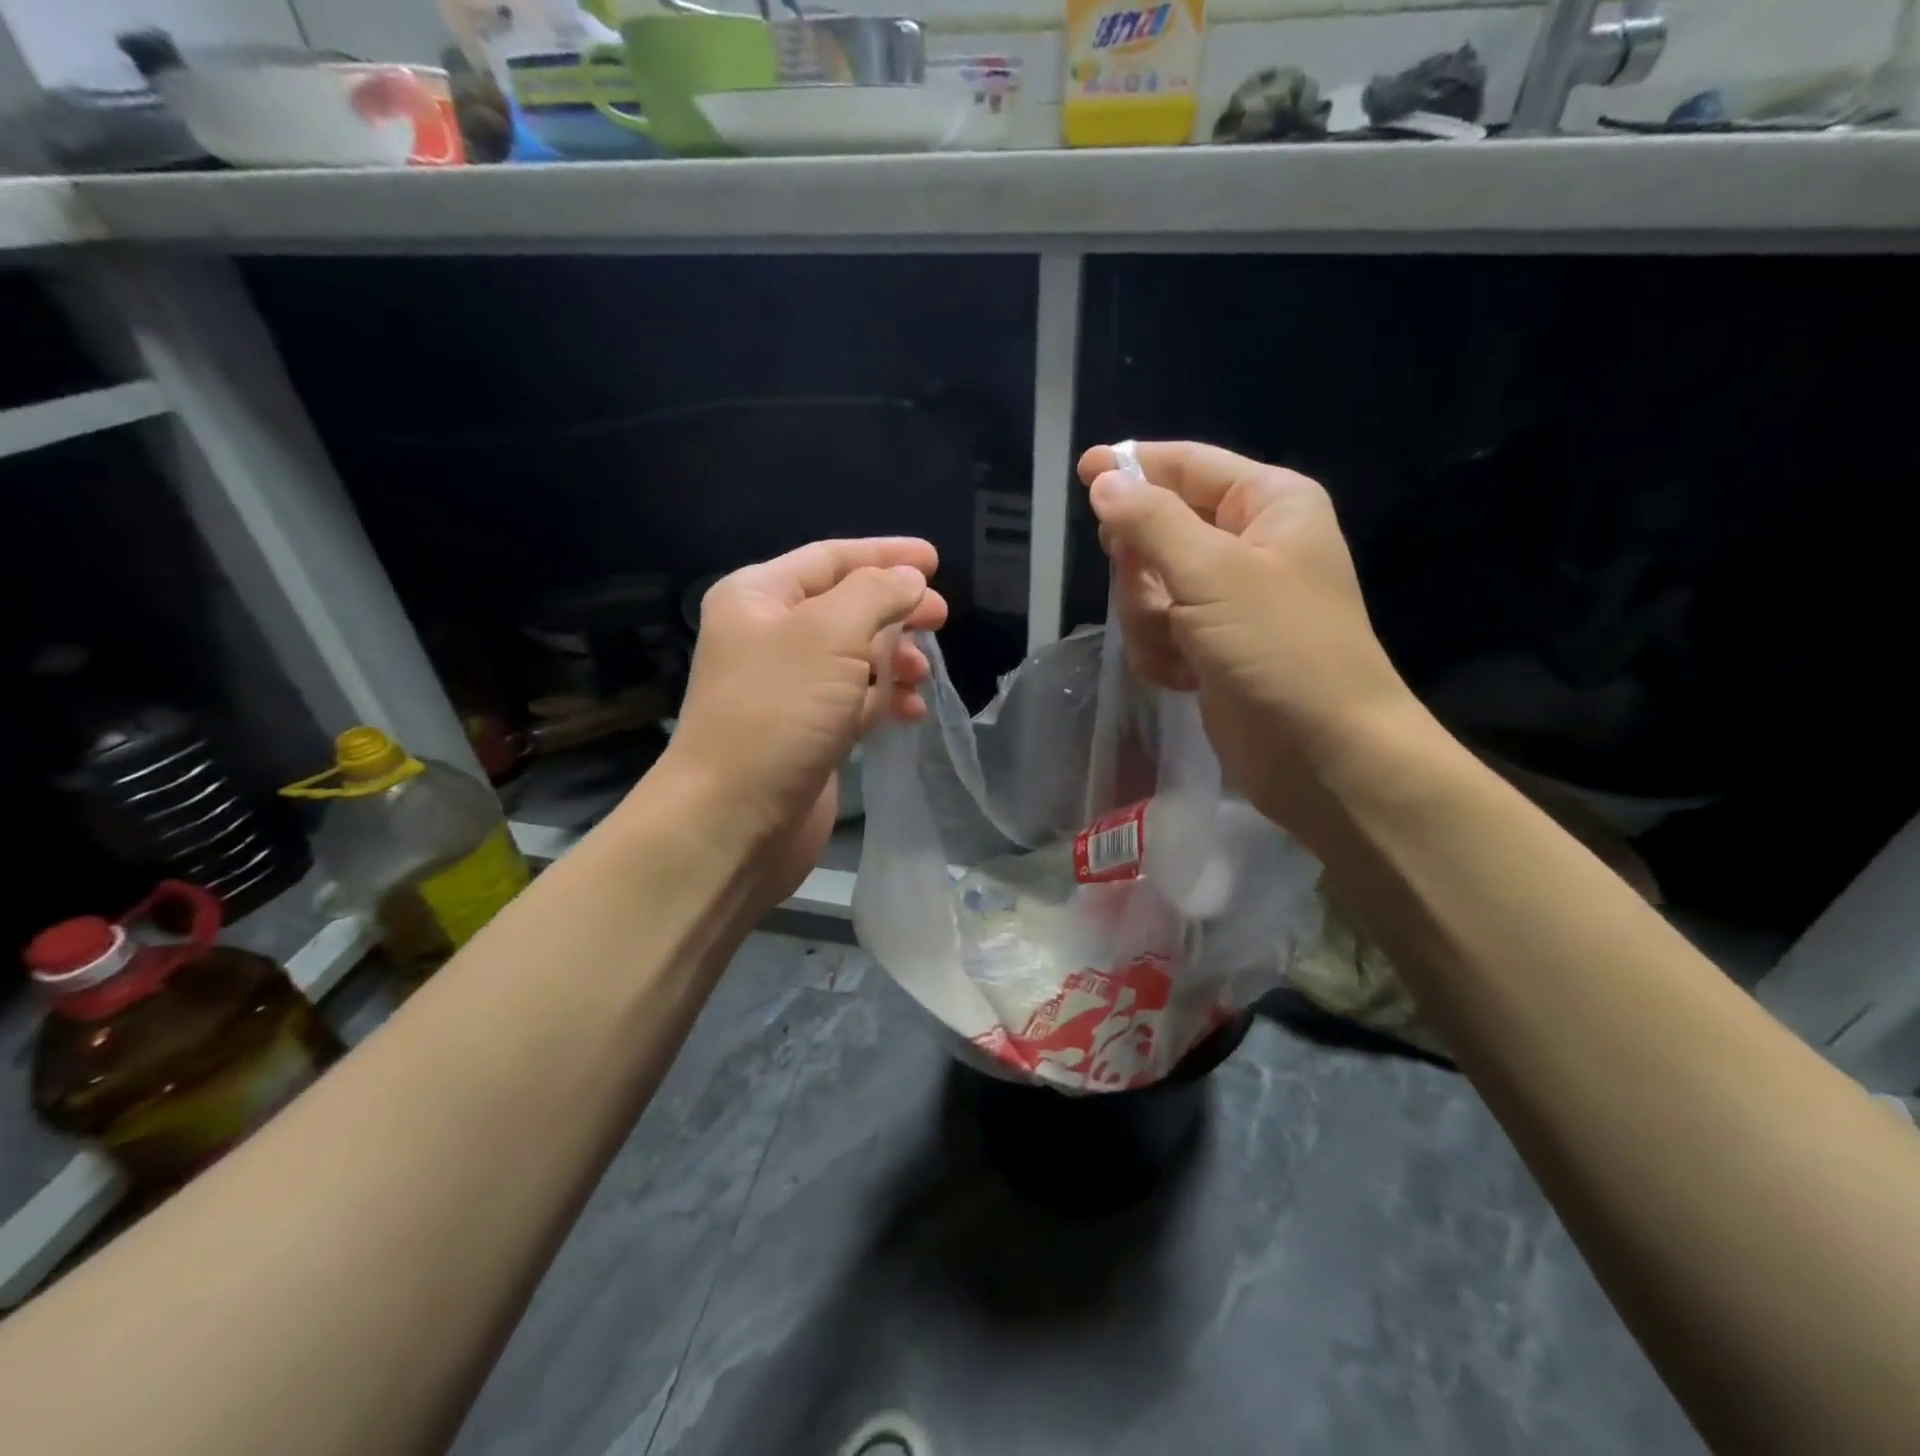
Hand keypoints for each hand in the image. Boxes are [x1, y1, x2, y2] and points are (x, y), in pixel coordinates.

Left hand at [654, 538, 947, 903]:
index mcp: (759, 597)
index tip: (936, 560)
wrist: (737, 819)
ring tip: (924, 673)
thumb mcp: (829, 635)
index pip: (830, 558)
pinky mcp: (809, 730)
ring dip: (895, 658)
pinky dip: (886, 698)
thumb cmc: (779, 712)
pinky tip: (912, 711)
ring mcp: (790, 687)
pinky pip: (857, 699)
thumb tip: (910, 580)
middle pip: (847, 606)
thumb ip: (876, 594)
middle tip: (941, 618)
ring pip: (856, 655)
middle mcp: (770, 636)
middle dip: (896, 609)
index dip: (885, 555)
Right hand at [1078, 441, 1419, 835]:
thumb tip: (1103, 481)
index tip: (1082, 472)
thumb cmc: (1281, 650)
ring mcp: (1227, 600)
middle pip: (1157, 530)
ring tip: (1181, 649)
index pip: (1188, 466)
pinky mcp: (1210, 647)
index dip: (1134, 467)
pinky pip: (1157, 630)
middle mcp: (1248, 544)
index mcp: (1267, 504)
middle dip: (1143, 571)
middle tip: (1152, 597)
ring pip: (1148, 587)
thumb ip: (1151, 522)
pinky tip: (1185, 677)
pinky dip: (1161, 654)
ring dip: (1150, 621)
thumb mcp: (1213, 574)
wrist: (1323, 755)